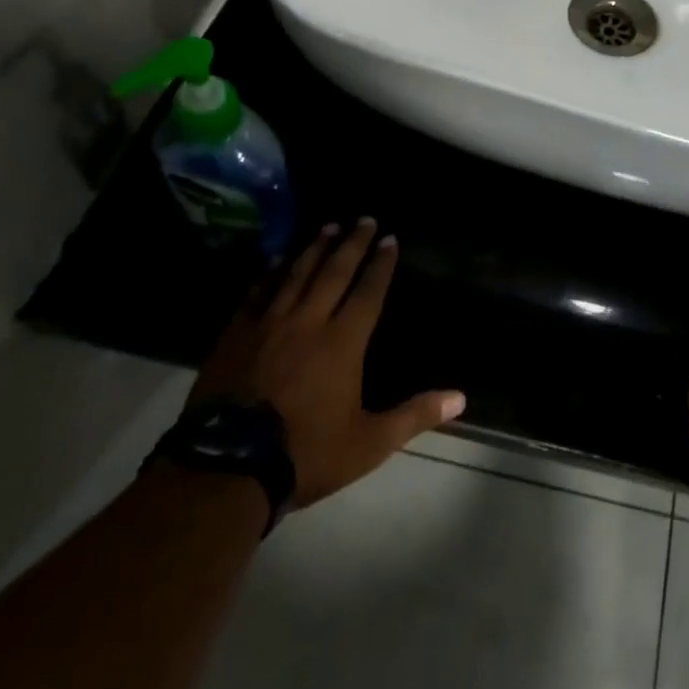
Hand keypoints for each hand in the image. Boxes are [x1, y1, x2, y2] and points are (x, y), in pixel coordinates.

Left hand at [191, 219, 464, 510]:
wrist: (226, 468)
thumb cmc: (305, 453)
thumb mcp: (370, 443)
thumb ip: (415, 415)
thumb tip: (461, 398)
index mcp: (343, 343)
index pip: (368, 292)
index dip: (381, 264)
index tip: (390, 238)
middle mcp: (308, 322)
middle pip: (333, 273)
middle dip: (352, 244)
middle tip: (363, 219)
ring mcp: (267, 326)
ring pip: (295, 275)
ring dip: (314, 249)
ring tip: (327, 226)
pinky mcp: (235, 336)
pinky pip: (255, 294)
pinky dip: (268, 273)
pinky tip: (274, 260)